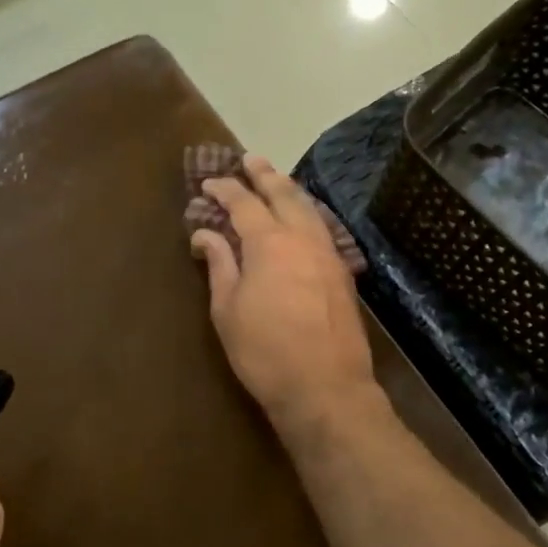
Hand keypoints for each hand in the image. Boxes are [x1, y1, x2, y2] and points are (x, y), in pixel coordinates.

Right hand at [190, 156, 377, 431]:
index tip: (209, 182)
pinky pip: (322, 227)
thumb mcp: (228, 310)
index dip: (225, 188)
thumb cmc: (265, 352)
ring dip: (289, 190)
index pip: (244, 203)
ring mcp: (328, 253)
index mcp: (269, 242)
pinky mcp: (342, 271)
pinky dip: (308, 212)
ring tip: (276, 180)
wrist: (326, 387)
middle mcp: (303, 237)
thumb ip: (220, 264)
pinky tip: (303, 217)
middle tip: (249, 159)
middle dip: (264, 174)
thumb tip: (206, 233)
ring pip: (308, 208)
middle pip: (283, 194)